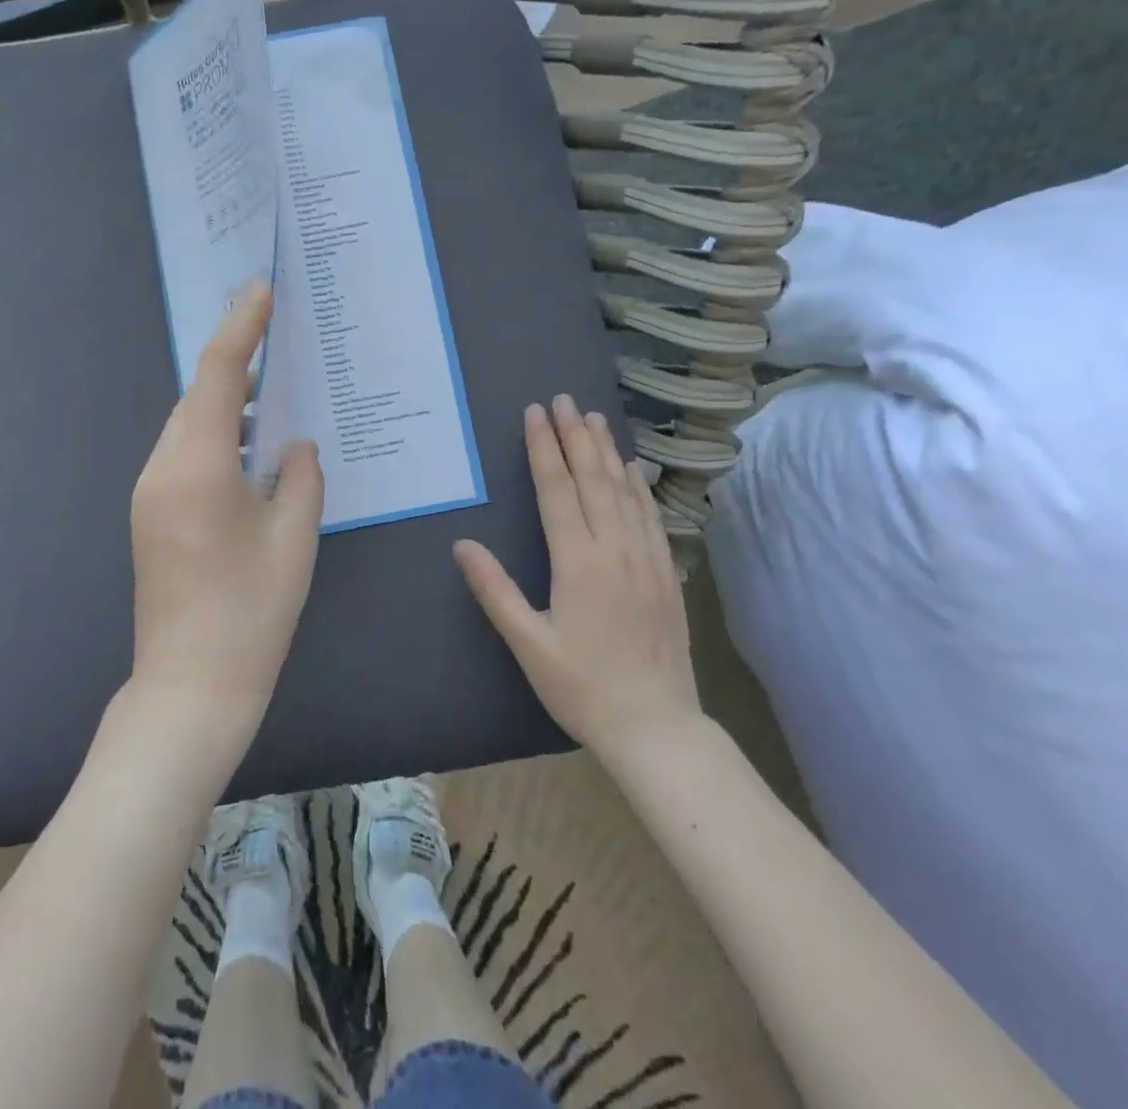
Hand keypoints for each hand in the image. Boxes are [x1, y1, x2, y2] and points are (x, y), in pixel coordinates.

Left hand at [128, 282, 323, 753]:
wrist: (191, 687)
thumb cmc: (251, 612)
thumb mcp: (295, 537)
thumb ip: (302, 477)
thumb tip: (296, 446)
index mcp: (197, 465)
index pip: (219, 375)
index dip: (241, 328)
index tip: (262, 292)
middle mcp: (162, 469)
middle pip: (198, 398)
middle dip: (236, 367)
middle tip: (277, 344)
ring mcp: (149, 494)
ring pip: (189, 428)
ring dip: (227, 408)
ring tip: (272, 402)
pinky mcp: (150, 517)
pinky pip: (183, 456)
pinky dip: (215, 440)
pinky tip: (249, 454)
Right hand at [454, 395, 699, 751]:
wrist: (658, 728)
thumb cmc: (582, 688)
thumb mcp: (528, 645)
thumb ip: (496, 591)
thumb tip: (462, 544)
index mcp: (579, 563)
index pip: (558, 491)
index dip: (545, 449)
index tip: (536, 413)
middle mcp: (615, 550)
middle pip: (593, 480)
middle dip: (576, 436)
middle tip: (564, 399)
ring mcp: (646, 560)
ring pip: (625, 492)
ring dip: (607, 451)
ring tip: (594, 418)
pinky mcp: (665, 575)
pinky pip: (650, 517)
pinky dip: (638, 487)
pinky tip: (632, 470)